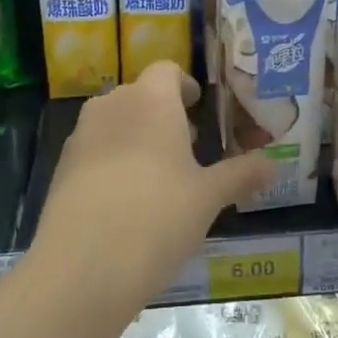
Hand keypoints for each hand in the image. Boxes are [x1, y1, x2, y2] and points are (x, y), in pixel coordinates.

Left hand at [32, 61, 275, 313]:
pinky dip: (112, 163)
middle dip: (164, 115)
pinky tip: (127, 203)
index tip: (200, 110)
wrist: (83, 267)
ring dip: (137, 137)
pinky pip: (94, 151)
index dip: (185, 86)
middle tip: (189, 149)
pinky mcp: (61, 167)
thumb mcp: (209, 197)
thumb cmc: (158, 217)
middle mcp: (112, 105)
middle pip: (140, 95)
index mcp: (152, 100)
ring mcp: (81, 136)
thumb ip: (242, 174)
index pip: (167, 70)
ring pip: (115, 122)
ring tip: (159, 178)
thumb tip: (275, 164)